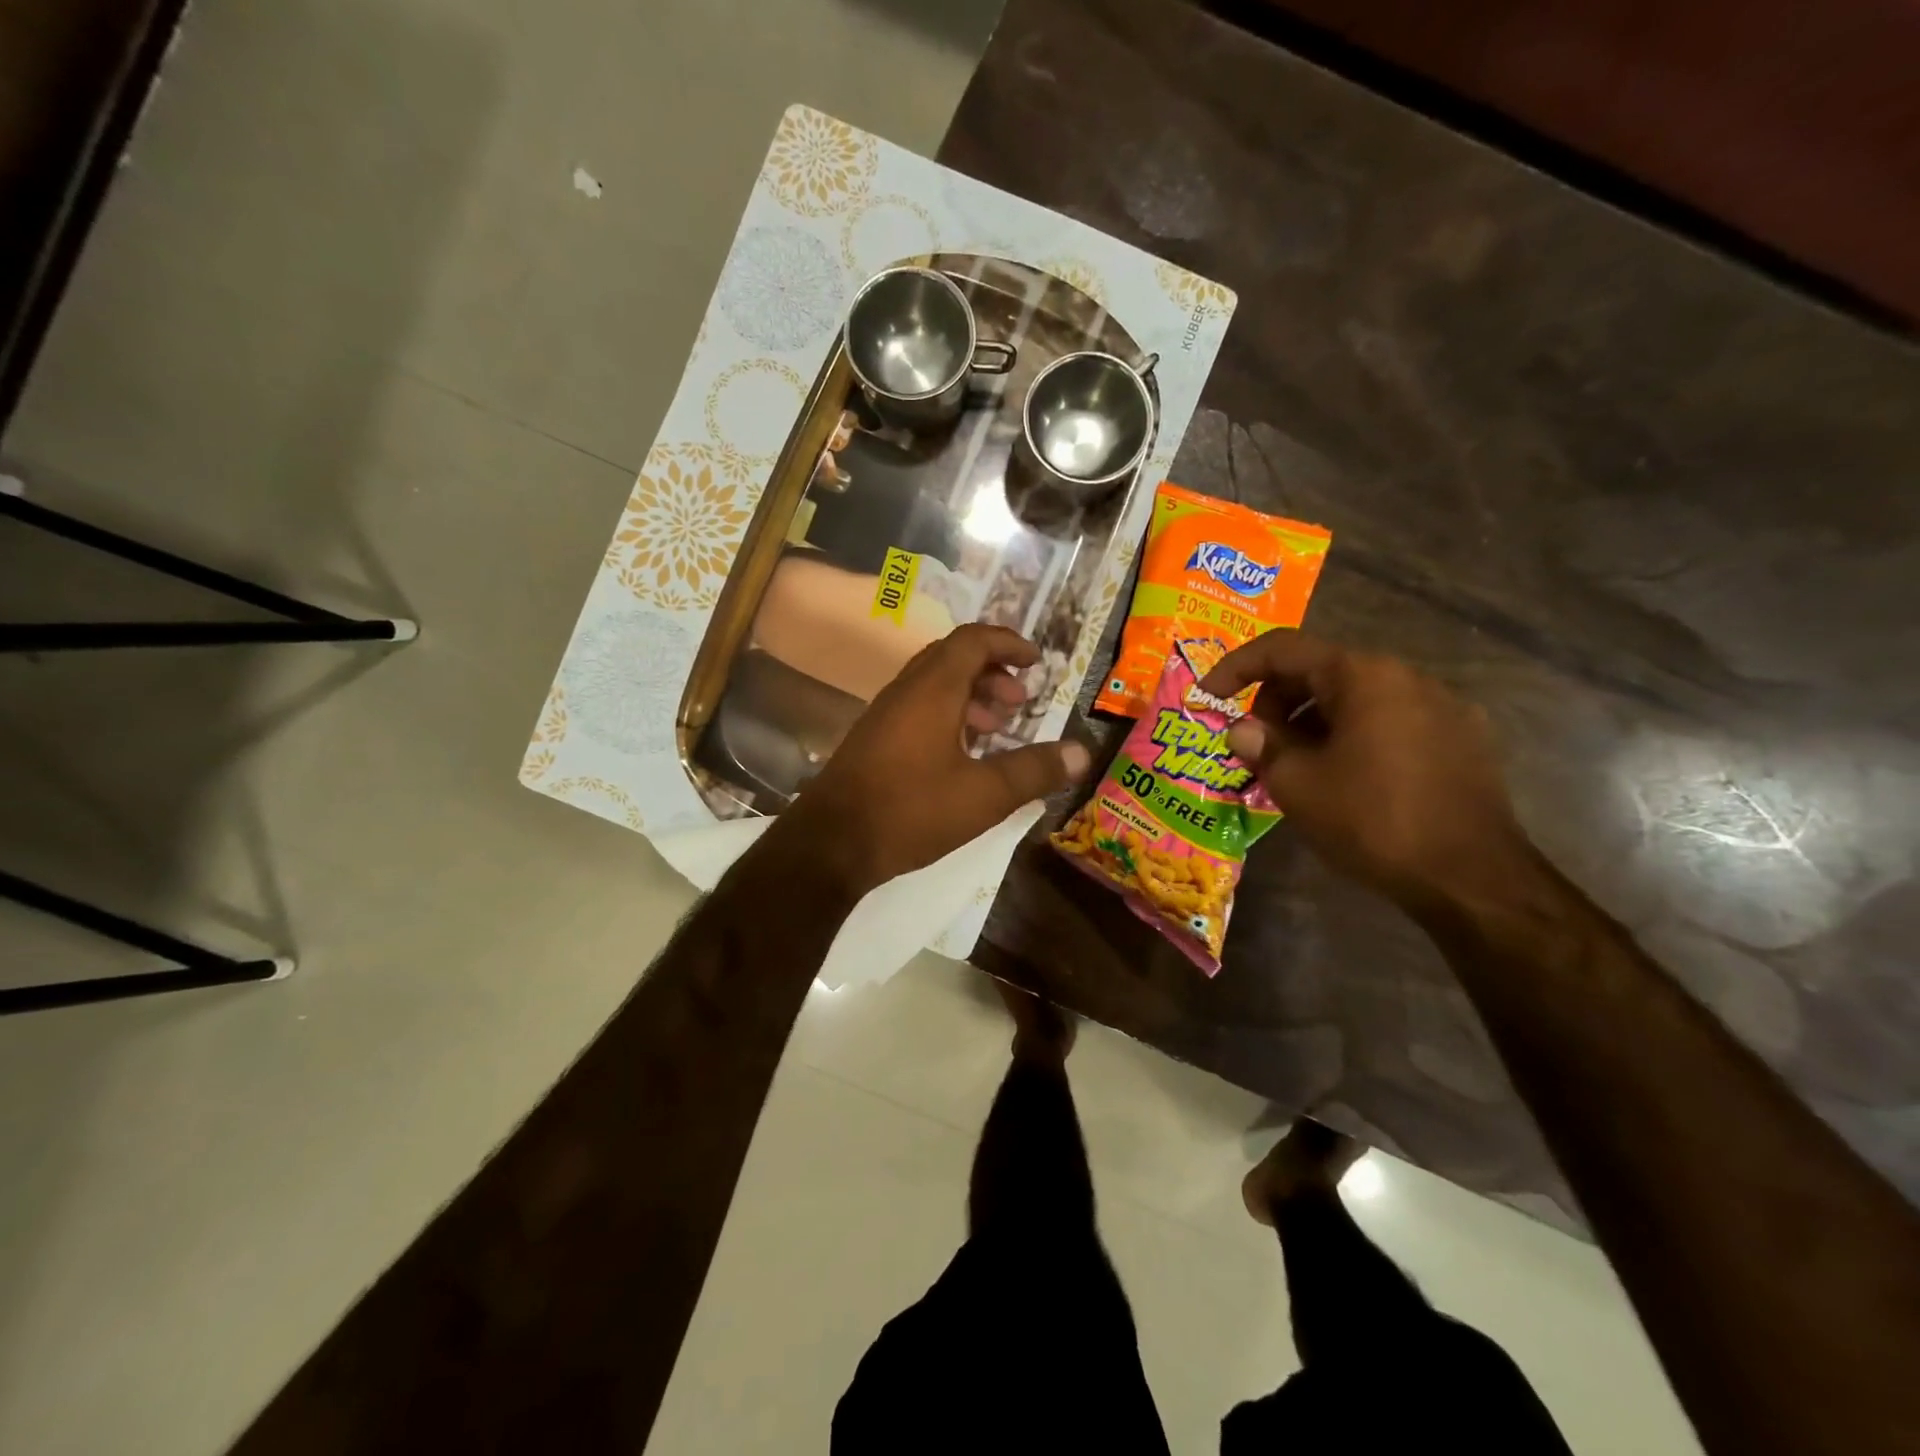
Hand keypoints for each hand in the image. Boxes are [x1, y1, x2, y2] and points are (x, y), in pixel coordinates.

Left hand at [779, 624, 1091, 894]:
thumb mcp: (984, 795)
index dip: (1009, 643)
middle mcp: (905, 691)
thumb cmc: (911, 811)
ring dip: (970, 696)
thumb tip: (1083, 752)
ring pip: (933, 685)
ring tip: (996, 730)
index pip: (974, 640)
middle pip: (953, 658)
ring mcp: (884, 715)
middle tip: (1019, 702)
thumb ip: (1034, 771)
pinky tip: (961, 756)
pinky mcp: (873, 740)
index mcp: (932, 690)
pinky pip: (917, 708)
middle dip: (992, 671)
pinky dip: (947, 716)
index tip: (1037, 662)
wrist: (830, 844)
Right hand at [1200, 632, 1533, 912]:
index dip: (1235, 668)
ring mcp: (1442, 706)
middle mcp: (1406, 676)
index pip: (1283, 649)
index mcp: (1363, 675)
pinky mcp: (1463, 739)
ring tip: (1295, 766)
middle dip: (1276, 701)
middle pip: (1321, 670)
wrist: (1472, 878)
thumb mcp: (1296, 784)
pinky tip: (1346, 778)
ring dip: (1313, 721)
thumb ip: (1261, 746)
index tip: (1207, 697)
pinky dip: (1353, 735)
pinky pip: (1390, 721)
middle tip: (1255, 745)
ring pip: (1356, 698)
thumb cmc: (1372, 820)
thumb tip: (1242, 730)